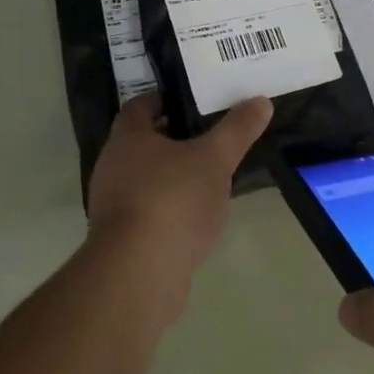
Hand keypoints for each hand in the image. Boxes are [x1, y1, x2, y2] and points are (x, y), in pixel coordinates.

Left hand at [85, 94, 271, 304]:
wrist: (138, 272)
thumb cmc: (172, 199)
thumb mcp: (215, 159)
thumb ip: (237, 130)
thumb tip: (261, 101)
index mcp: (127, 139)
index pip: (140, 106)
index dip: (164, 100)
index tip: (192, 101)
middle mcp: (112, 166)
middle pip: (142, 143)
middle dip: (173, 139)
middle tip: (209, 135)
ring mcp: (113, 205)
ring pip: (146, 178)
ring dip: (172, 175)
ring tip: (209, 176)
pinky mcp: (122, 239)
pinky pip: (148, 211)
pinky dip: (170, 207)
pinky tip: (197, 216)